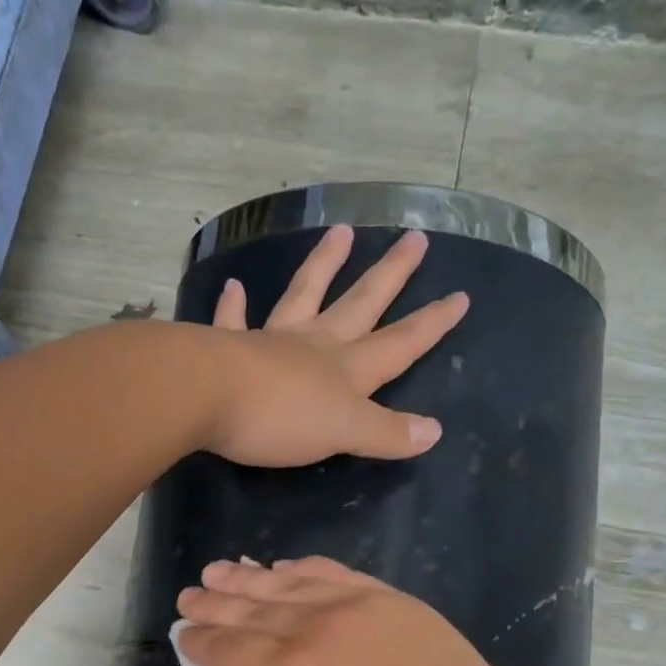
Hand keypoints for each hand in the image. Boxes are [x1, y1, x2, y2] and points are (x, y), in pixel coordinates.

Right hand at [175, 556, 513, 665]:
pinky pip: (327, 572)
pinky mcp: (383, 597)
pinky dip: (296, 568)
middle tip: (188, 598)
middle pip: (245, 610)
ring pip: (281, 584)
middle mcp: (308, 630)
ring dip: (243, 578)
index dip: (197, 643)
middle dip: (211, 604)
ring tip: (217, 572)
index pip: (224, 650)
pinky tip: (280, 568)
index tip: (182, 637)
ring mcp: (349, 606)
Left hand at [203, 226, 467, 467]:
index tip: (460, 296)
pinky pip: (234, 321)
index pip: (400, 343)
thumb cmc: (279, 418)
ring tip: (341, 232)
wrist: (205, 397)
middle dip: (390, 275)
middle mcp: (315, 345)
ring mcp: (271, 341)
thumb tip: (434, 431)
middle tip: (413, 238)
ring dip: (323, 264)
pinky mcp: (228, 347)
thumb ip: (386, 432)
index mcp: (347, 369)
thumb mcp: (343, 433)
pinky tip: (234, 286)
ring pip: (304, 295)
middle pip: (360, 304)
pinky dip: (234, 305)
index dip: (431, 324)